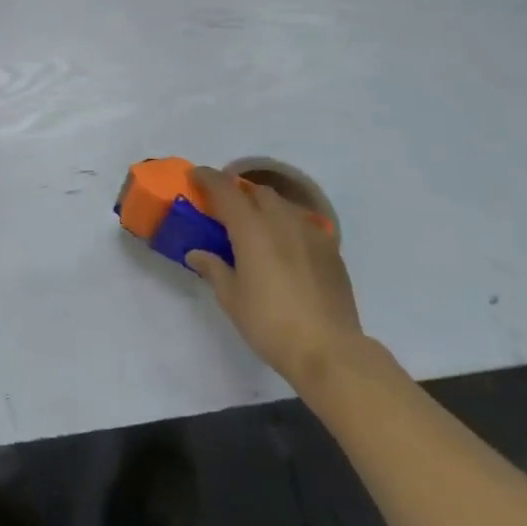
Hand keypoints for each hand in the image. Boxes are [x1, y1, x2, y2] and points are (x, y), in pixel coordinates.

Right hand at [185, 167, 364, 390]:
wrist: (328, 349)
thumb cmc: (270, 323)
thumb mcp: (232, 298)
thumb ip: (214, 269)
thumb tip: (197, 253)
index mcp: (251, 228)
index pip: (226, 190)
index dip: (208, 178)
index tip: (195, 176)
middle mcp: (281, 221)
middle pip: (257, 192)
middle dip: (239, 193)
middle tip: (225, 209)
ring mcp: (310, 232)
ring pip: (284, 205)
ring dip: (265, 207)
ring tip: (256, 227)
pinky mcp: (331, 249)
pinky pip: (304, 224)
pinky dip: (288, 225)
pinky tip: (286, 247)